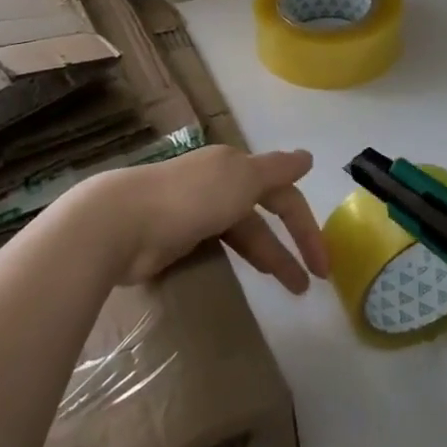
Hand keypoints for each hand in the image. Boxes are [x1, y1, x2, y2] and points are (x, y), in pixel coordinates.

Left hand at [83, 144, 329, 291]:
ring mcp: (197, 210)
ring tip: (291, 289)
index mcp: (235, 166)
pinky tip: (245, 275)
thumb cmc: (190, 197)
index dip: (306, 225)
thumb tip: (307, 157)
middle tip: (311, 282)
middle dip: (290, 246)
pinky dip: (238, 258)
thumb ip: (276, 169)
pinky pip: (219, 245)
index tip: (323, 262)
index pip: (283, 193)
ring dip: (269, 258)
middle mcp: (219, 183)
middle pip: (265, 215)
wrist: (123, 223)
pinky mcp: (178, 237)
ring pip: (244, 234)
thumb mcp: (242, 178)